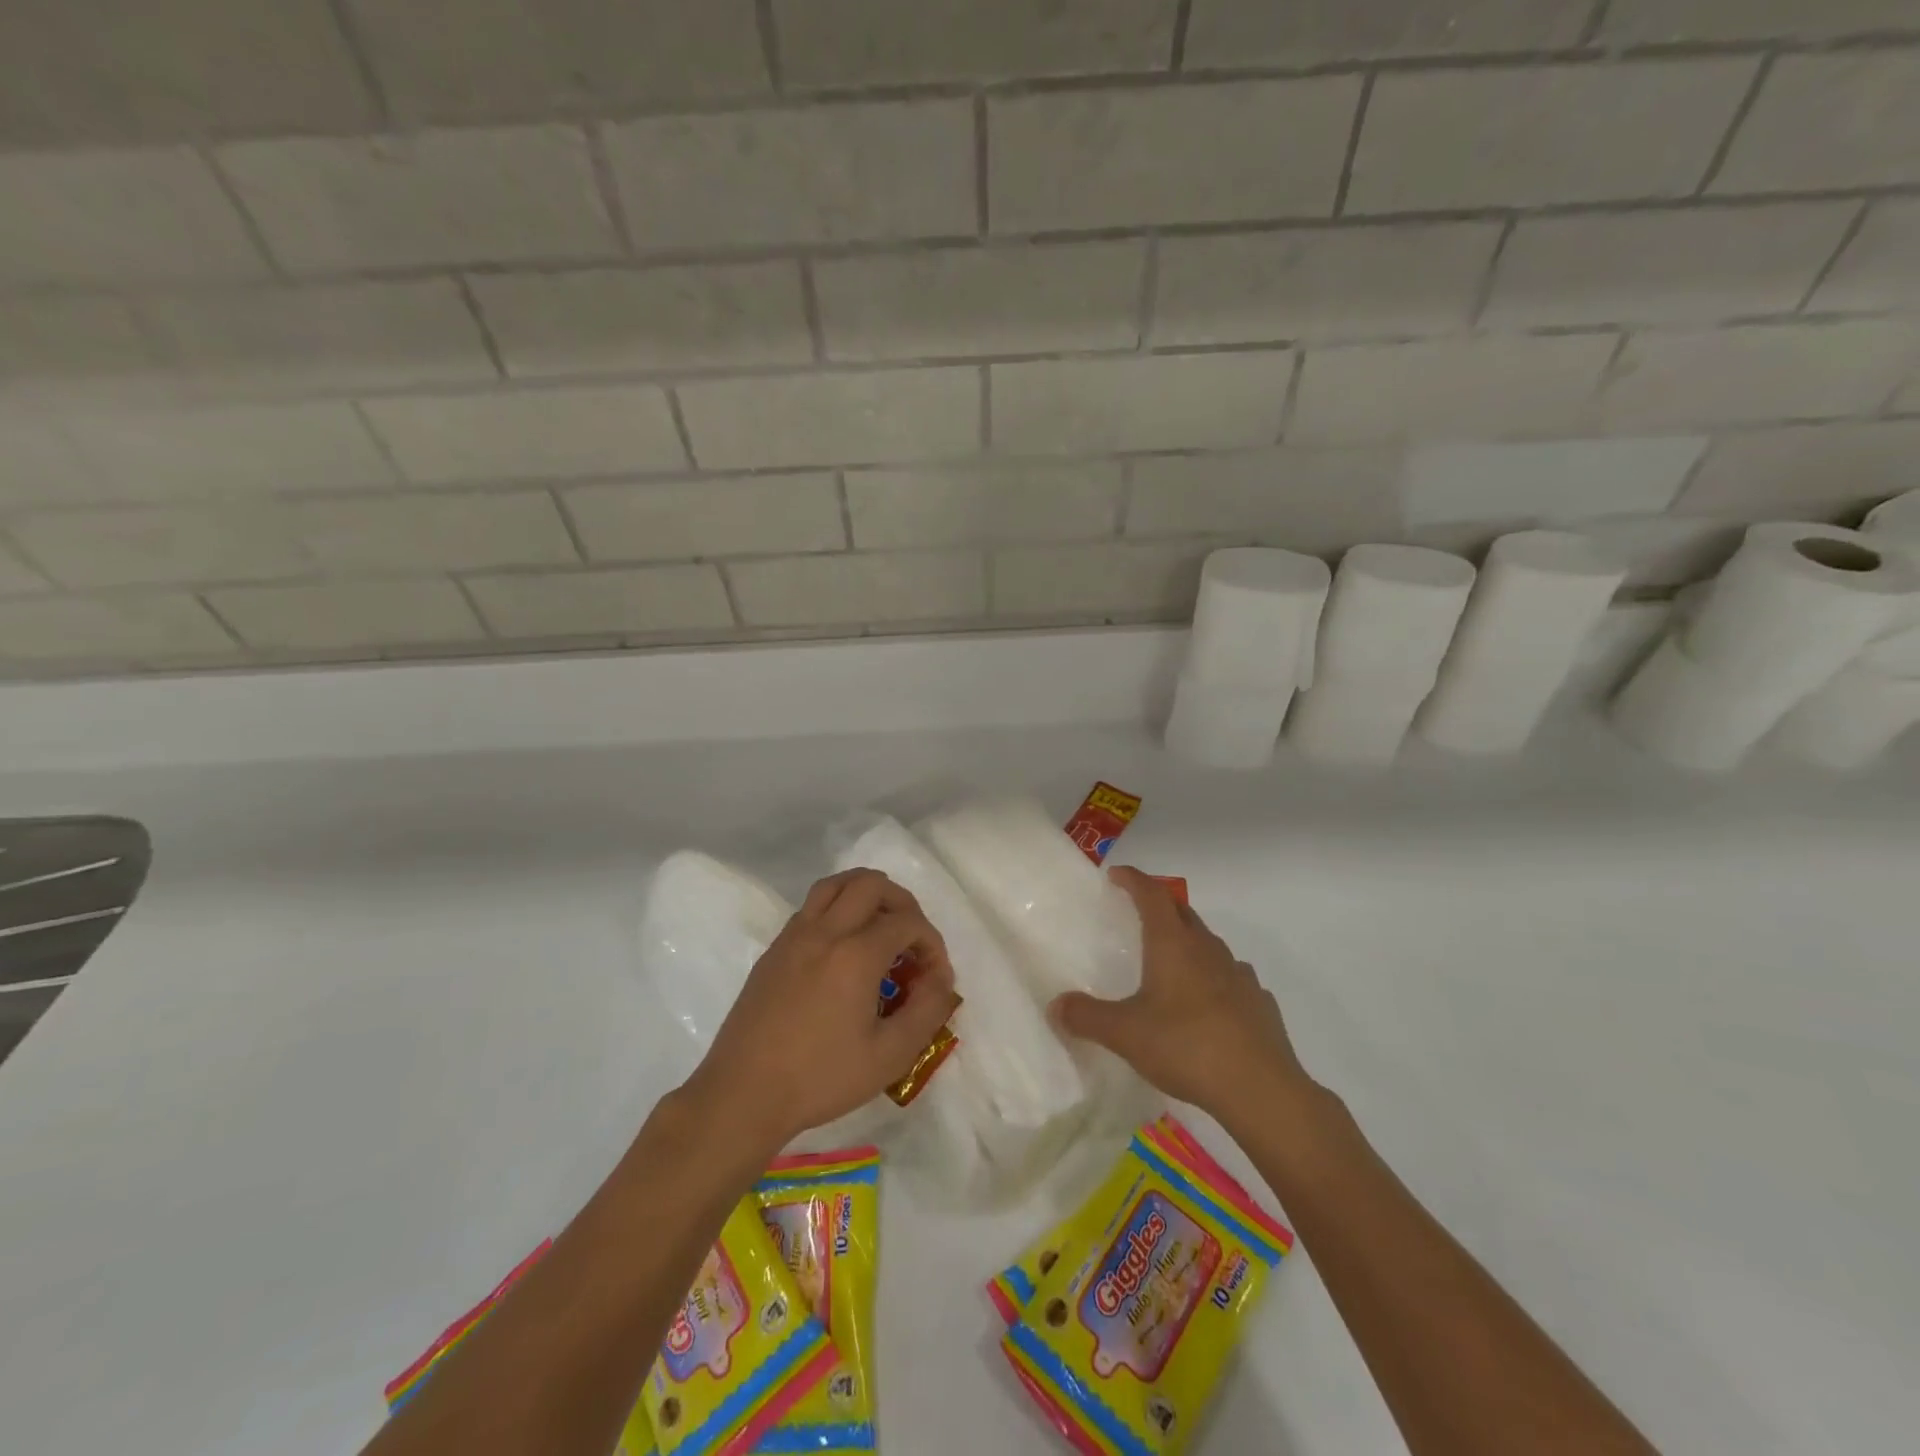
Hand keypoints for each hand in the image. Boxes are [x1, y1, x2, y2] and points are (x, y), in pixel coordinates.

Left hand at [680, 869, 956, 1155]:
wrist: (742, 1095)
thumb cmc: (820, 1078)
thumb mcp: (890, 1056)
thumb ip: (927, 1010)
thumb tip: (941, 980)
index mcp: (855, 954)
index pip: (907, 922)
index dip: (932, 943)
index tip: (935, 978)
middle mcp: (825, 931)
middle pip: (871, 884)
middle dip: (903, 904)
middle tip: (911, 940)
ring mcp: (794, 936)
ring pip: (836, 885)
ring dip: (867, 895)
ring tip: (881, 929)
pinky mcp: (774, 950)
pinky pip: (812, 907)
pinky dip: (838, 910)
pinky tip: (843, 950)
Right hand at [1051, 866, 1319, 1125]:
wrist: (1261, 1090)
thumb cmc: (1186, 1047)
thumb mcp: (1125, 1034)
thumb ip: (1087, 1017)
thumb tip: (1056, 1005)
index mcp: (1174, 944)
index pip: (1152, 894)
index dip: (1133, 879)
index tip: (1116, 874)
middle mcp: (1208, 949)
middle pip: (1182, 913)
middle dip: (1159, 906)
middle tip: (1137, 914)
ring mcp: (1239, 975)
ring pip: (1208, 945)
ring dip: (1187, 943)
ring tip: (1169, 964)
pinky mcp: (1258, 1003)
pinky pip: (1230, 978)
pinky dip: (1213, 978)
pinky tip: (1205, 1005)